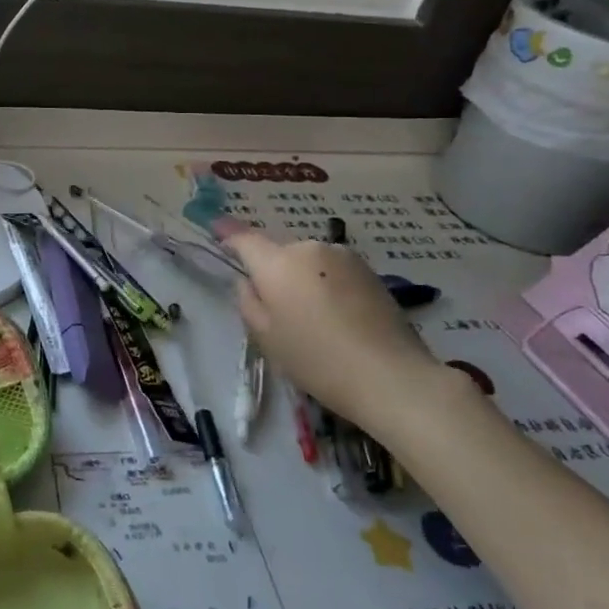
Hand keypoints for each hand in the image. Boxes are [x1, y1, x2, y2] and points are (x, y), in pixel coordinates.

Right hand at [230, 232, 464, 440]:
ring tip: (315, 319)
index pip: (245, 239)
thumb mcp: (266, 338)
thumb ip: (248, 301)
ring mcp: (343, 256)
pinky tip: (339, 318)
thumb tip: (248, 281)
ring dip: (304, 280)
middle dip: (274, 272)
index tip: (218, 232)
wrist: (390, 376)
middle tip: (279, 310)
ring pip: (308, 262)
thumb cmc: (316, 360)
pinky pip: (333, 271)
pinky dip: (328, 286)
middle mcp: (309, 248)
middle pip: (280, 254)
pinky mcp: (369, 270)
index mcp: (277, 264)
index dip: (229, 235)